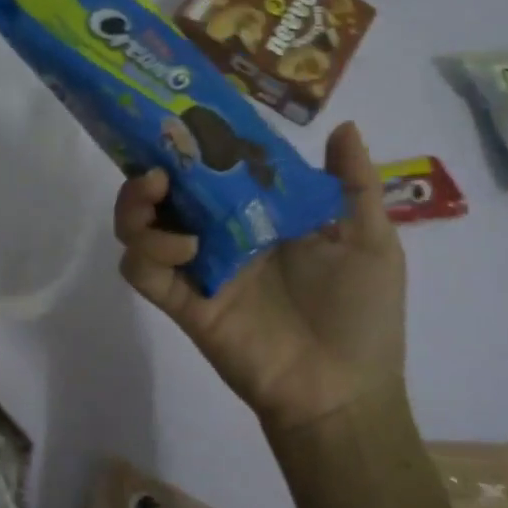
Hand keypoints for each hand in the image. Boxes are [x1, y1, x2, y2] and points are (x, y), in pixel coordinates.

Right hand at [114, 121, 406, 433]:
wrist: (344, 391)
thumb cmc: (362, 315)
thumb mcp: (371, 241)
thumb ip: (354, 185)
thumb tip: (343, 125)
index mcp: (257, 215)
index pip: (213, 169)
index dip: (195, 144)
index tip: (185, 116)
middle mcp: (219, 235)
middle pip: (163, 193)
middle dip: (149, 169)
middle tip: (160, 161)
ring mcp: (197, 269)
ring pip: (138, 227)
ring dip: (136, 205)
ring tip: (158, 192)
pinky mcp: (184, 303)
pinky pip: (141, 272)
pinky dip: (148, 252)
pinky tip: (187, 248)